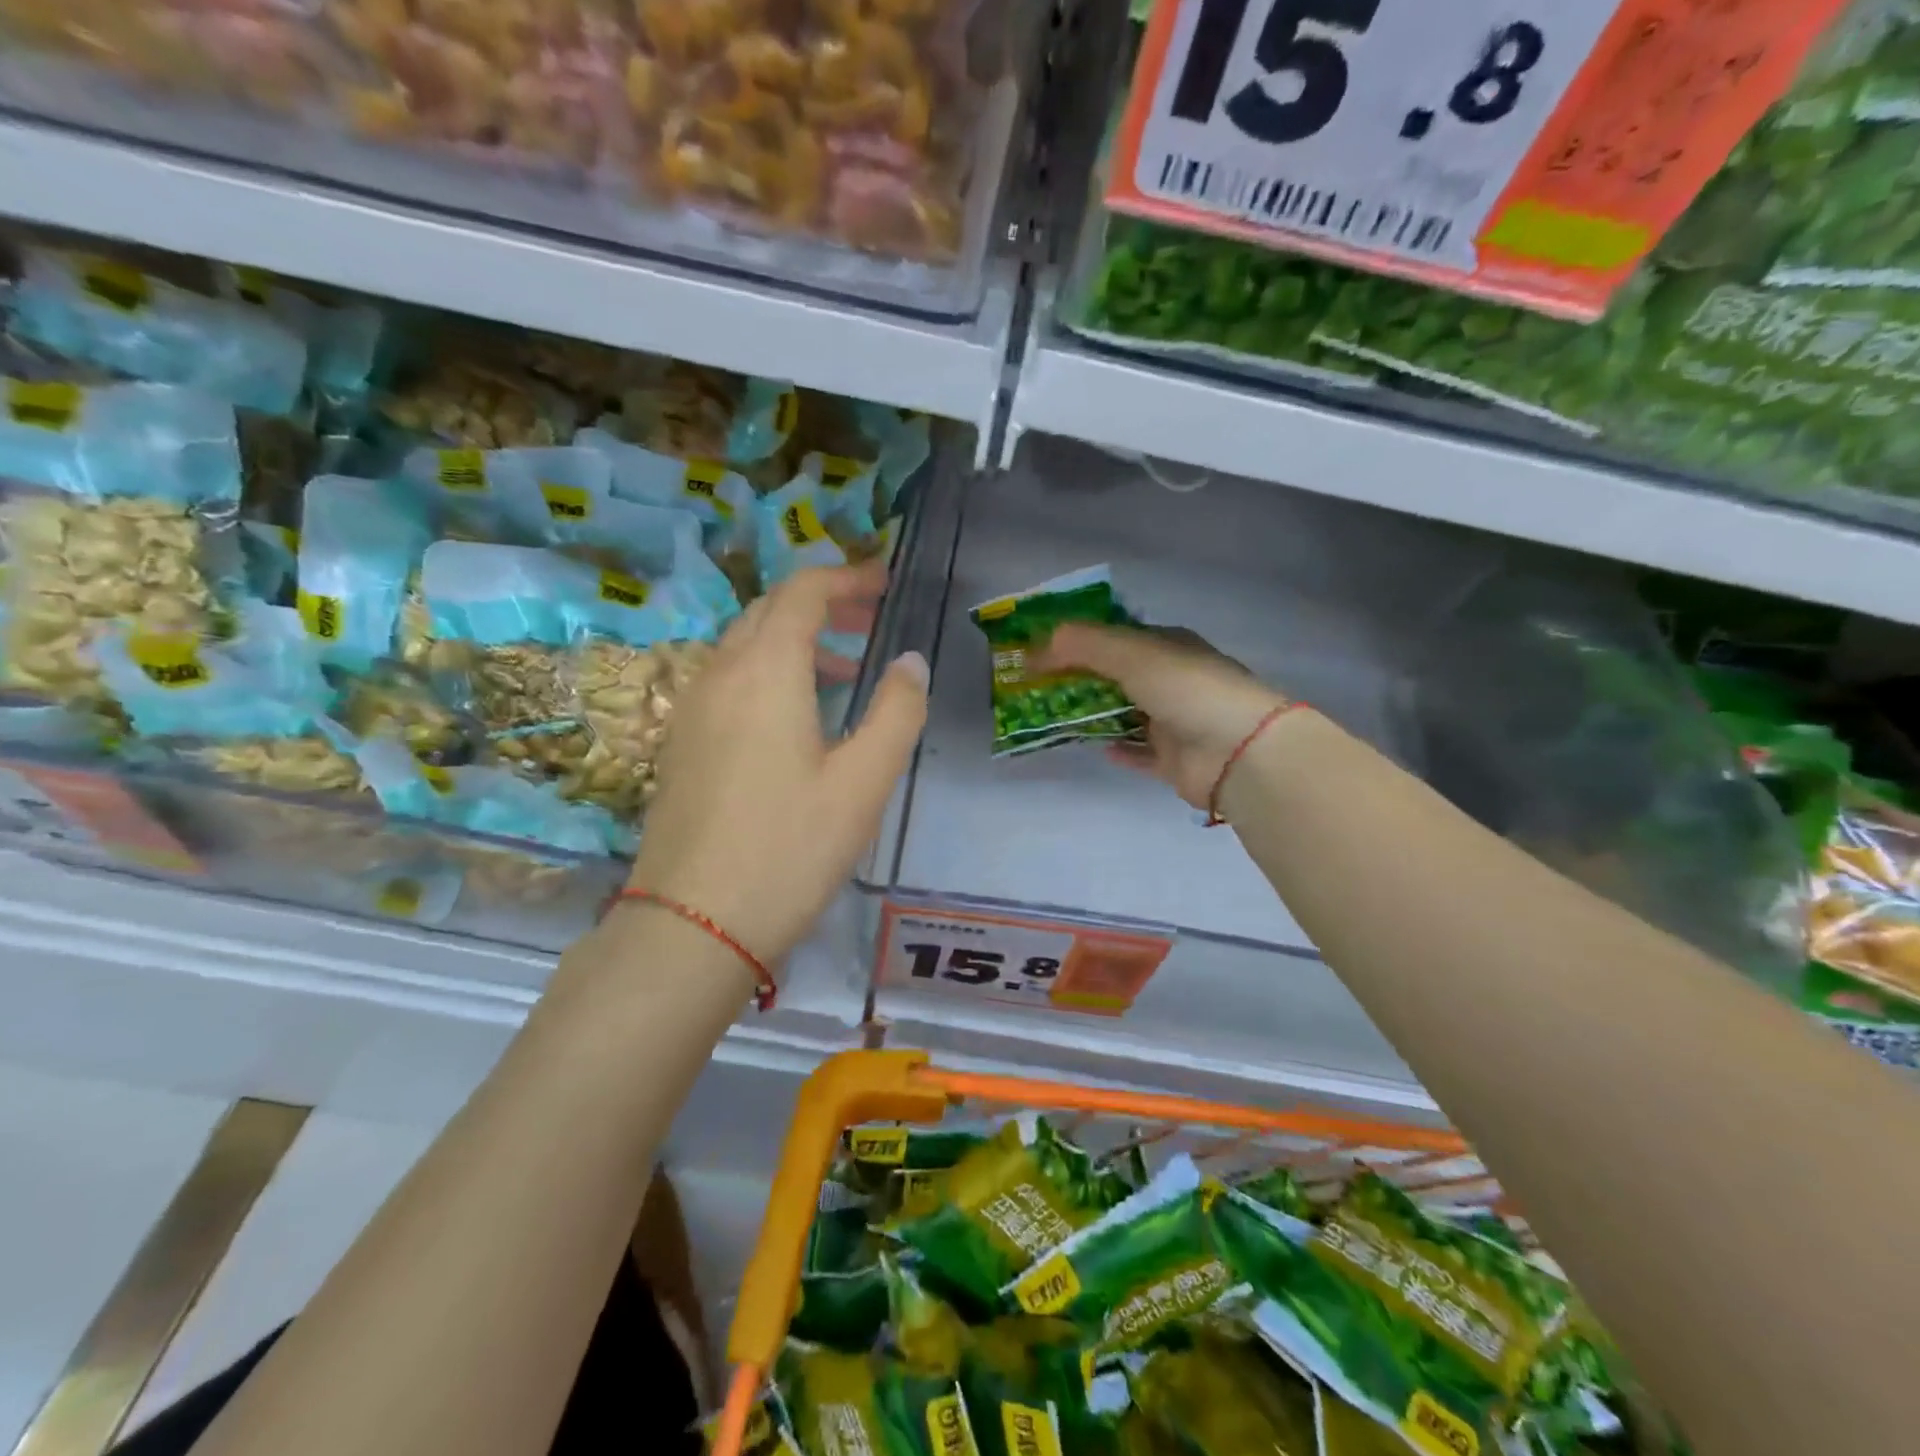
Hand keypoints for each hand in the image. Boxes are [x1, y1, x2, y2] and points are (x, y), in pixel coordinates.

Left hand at [624, 560, 928, 971]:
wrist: (693, 924)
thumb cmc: (790, 848)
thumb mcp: (864, 781)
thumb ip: (896, 712)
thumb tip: (910, 661)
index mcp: (766, 671)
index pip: (802, 592)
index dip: (844, 578)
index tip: (882, 583)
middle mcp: (721, 674)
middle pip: (768, 610)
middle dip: (821, 604)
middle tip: (868, 620)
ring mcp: (692, 709)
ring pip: (744, 646)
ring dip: (794, 640)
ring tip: (844, 670)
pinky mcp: (682, 743)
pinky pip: (728, 681)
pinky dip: (768, 673)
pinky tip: (795, 717)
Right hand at [1034, 623, 1286, 810]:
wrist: (1240, 752)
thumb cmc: (1187, 689)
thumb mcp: (1131, 653)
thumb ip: (1081, 645)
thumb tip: (1034, 647)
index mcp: (1168, 646)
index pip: (1116, 637)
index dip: (1078, 640)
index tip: (1040, 649)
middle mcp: (1172, 680)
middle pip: (1116, 676)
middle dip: (1079, 679)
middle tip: (1037, 687)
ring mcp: (1175, 722)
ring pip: (1124, 714)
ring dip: (1093, 714)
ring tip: (1052, 716)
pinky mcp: (1174, 761)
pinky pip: (1140, 753)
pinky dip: (1119, 749)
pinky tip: (1095, 747)